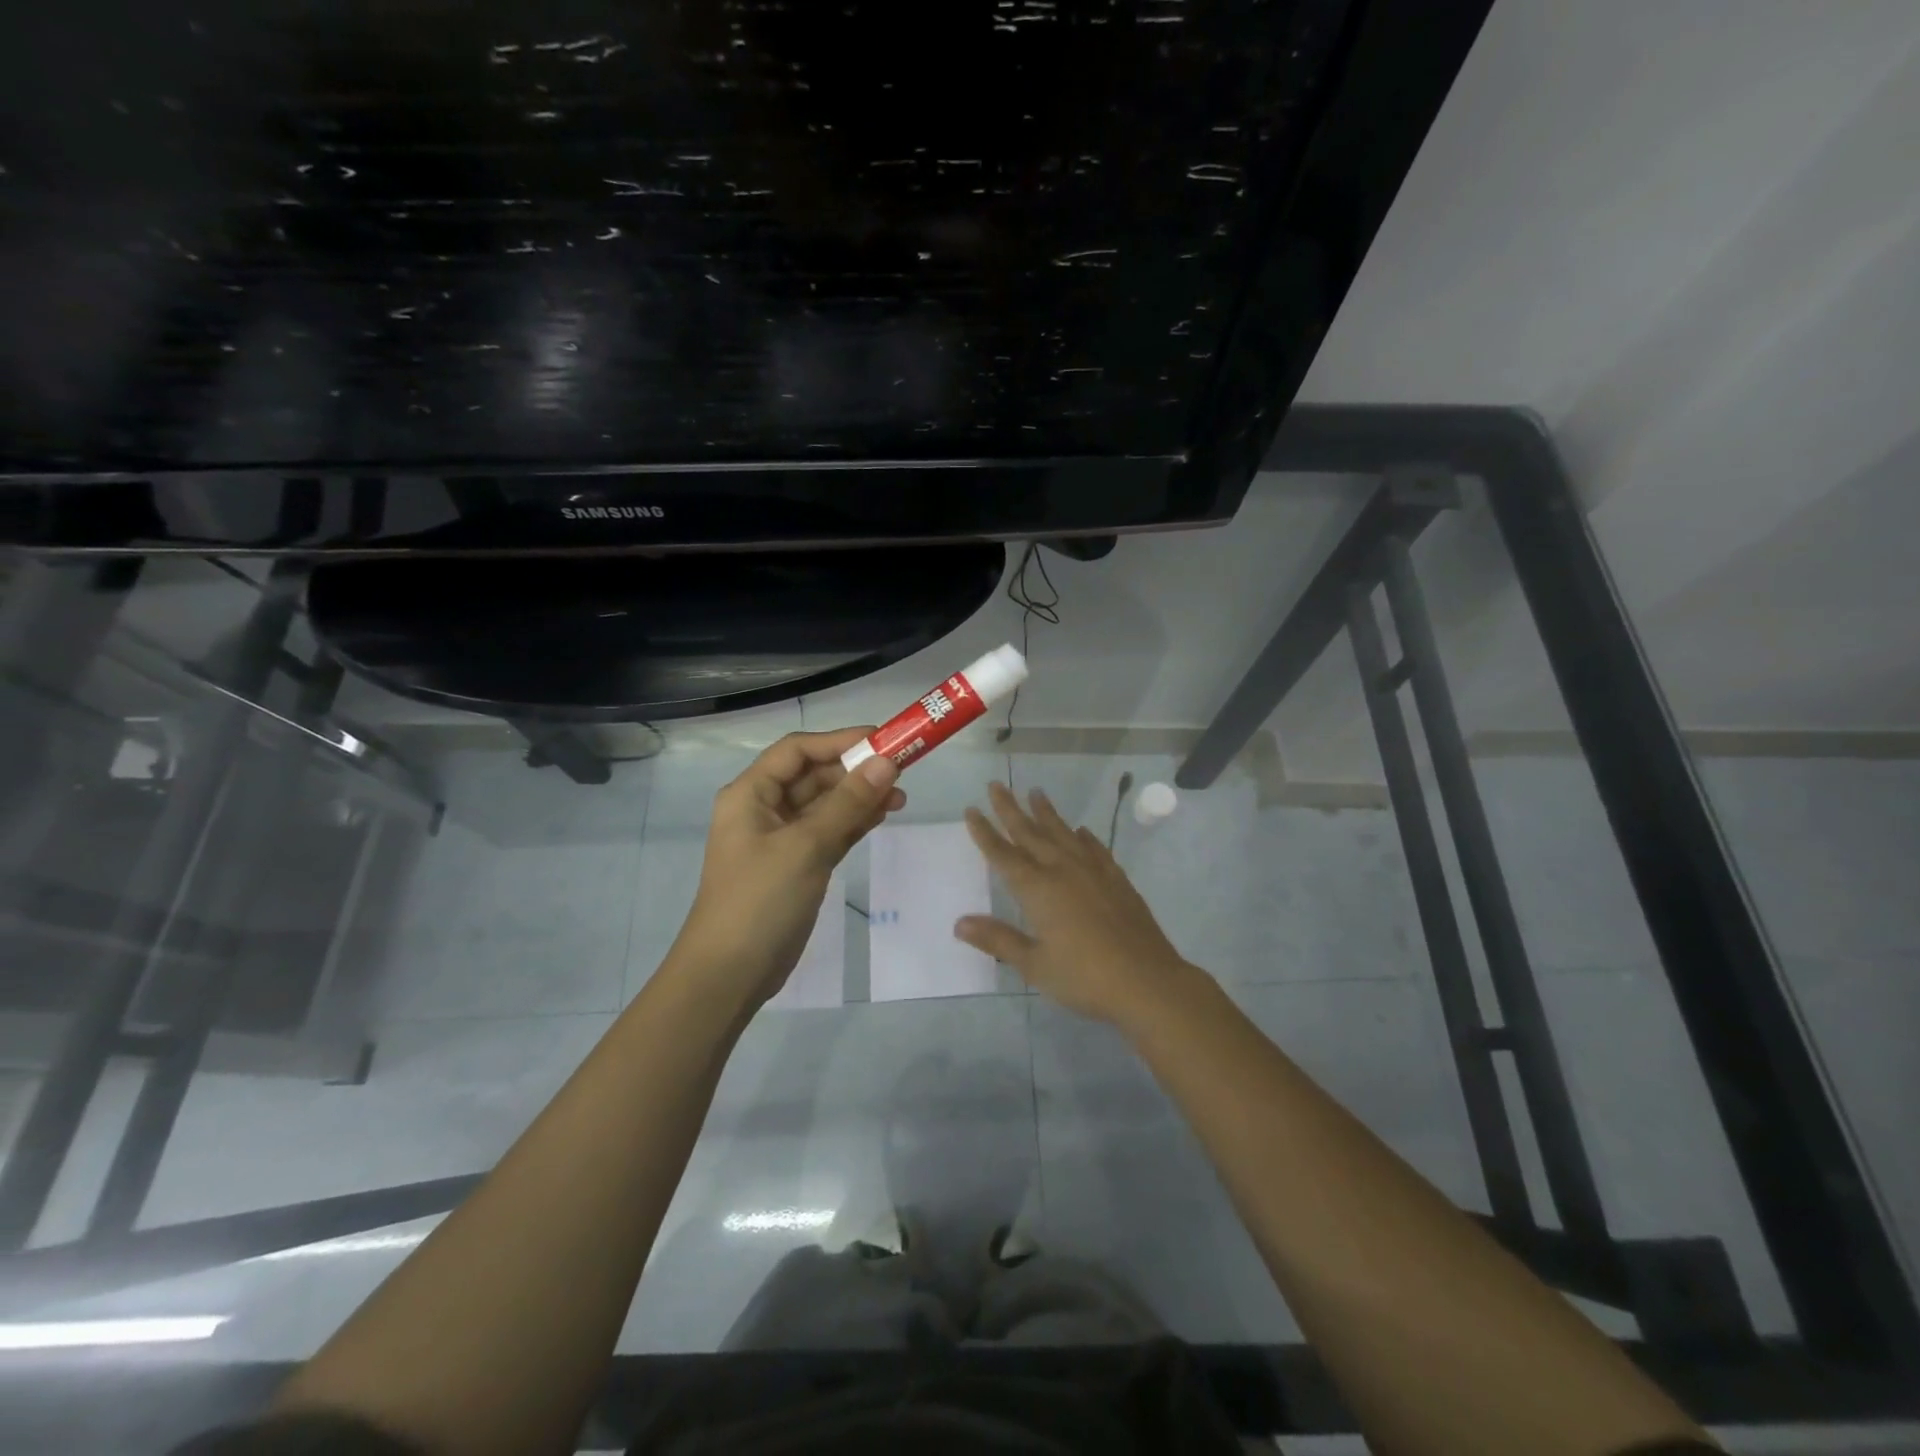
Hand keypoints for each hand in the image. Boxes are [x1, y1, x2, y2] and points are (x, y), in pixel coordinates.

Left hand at [673, 728, 903, 1007]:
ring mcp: (781, 840)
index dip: (839, 741)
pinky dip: (854, 822)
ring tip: (901, 796)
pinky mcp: (797, 866)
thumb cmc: (760, 900)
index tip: (883, 740)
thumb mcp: (806, 846)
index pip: (797, 751)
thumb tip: (887, 763)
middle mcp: (763, 809)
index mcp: (750, 794)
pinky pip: (829, 832)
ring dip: (859, 797)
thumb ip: (848, 803)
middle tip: (901, 771)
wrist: (730, 974)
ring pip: (825, 805)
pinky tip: (882, 815)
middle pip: (813, 776)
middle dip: (855, 771)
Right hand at [955, 781, 1198, 1027]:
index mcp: (1038, 890)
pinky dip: (1085, 837)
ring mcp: (1093, 872)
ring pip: (1064, 834)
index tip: (972, 810)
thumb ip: (998, 940)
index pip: (1003, 855)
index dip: (985, 833)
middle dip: (1011, 809)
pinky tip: (1081, 831)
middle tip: (997, 785)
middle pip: (1031, 834)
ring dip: (1047, 813)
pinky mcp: (1117, 880)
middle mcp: (1063, 871)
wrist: (1147, 980)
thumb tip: (960, 923)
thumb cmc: (1084, 977)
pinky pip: (1095, 849)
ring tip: (1036, 793)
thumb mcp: (1034, 964)